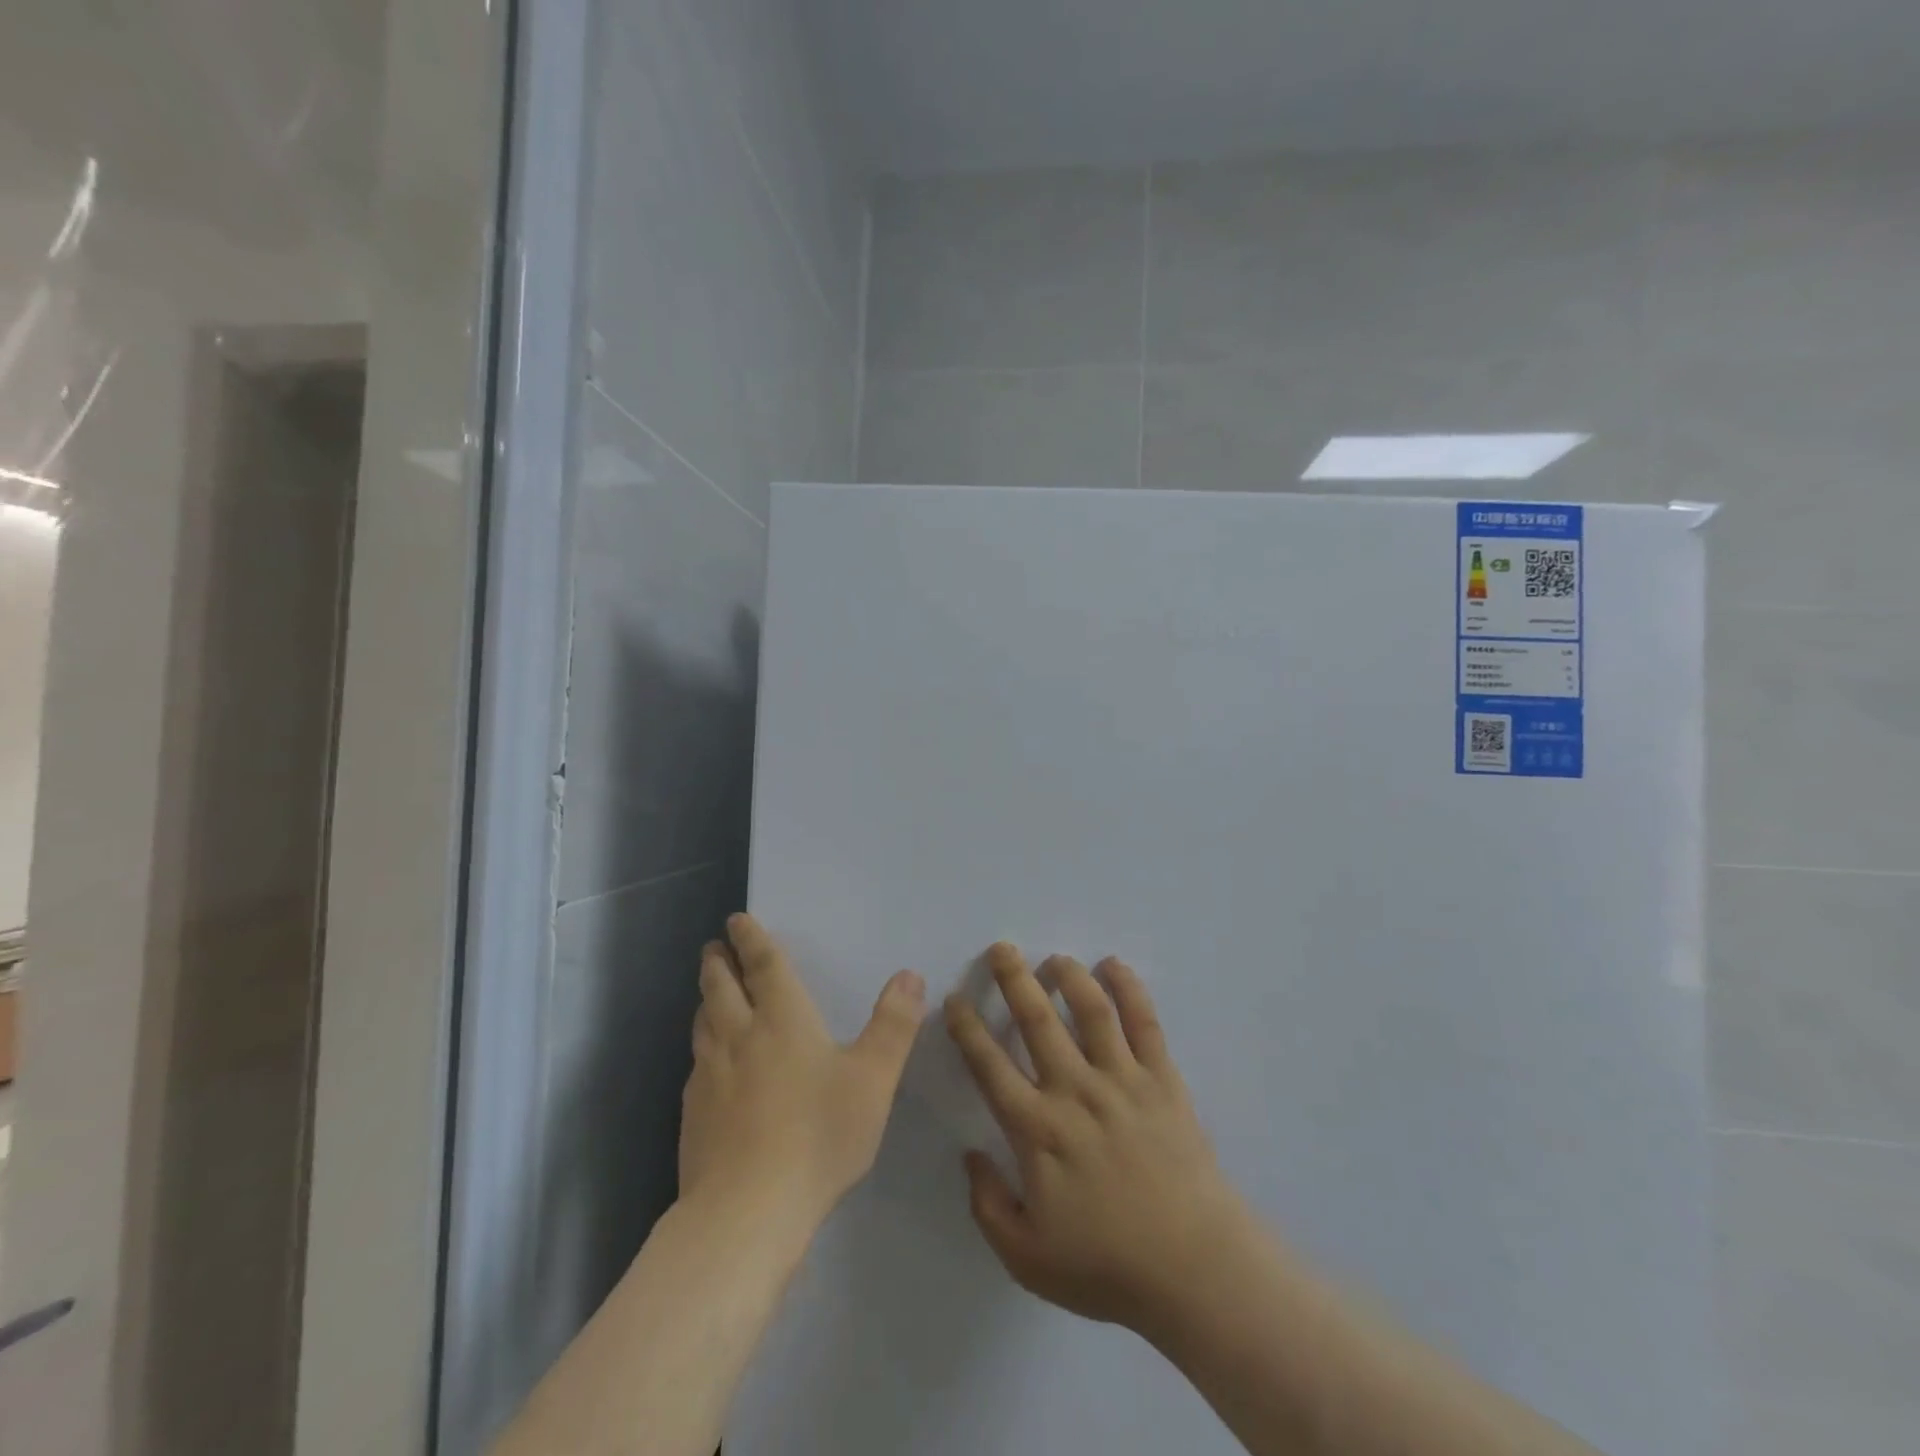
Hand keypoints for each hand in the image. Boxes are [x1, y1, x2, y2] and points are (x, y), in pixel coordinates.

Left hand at [680, 914, 925, 1235]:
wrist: (746, 1212)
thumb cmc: (818, 1136)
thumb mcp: (873, 1080)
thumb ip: (894, 1025)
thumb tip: (909, 975)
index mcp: (782, 1020)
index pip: (764, 966)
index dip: (753, 939)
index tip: (738, 919)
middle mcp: (740, 1036)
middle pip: (722, 987)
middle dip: (719, 962)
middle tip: (715, 946)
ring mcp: (709, 1075)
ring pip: (704, 1022)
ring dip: (706, 998)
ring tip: (709, 991)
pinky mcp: (693, 1113)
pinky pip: (696, 1062)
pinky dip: (702, 1045)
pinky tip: (707, 1062)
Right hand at [944, 943, 1254, 1334]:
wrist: (1194, 1269)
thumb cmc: (1106, 1265)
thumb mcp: (1026, 1257)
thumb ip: (988, 1204)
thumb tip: (969, 1155)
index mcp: (1037, 1128)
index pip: (990, 1065)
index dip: (968, 1028)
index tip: (955, 999)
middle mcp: (1074, 1090)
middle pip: (1037, 1020)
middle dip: (1014, 979)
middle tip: (1002, 948)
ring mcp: (1122, 1079)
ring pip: (1090, 1010)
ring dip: (1069, 976)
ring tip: (1055, 958)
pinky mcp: (1162, 1079)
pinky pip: (1144, 1023)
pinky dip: (1129, 989)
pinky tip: (1115, 966)